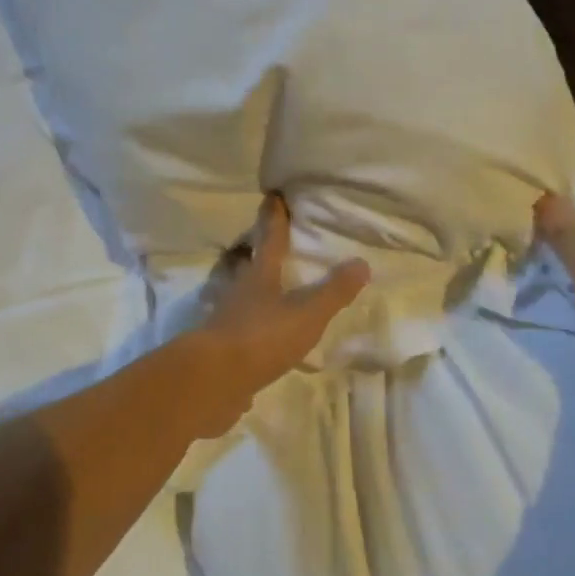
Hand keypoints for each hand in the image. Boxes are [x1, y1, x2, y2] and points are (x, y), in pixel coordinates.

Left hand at [177, 194, 369, 438]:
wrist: (212, 380)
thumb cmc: (261, 337)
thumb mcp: (306, 314)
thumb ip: (333, 291)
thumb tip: (362, 262)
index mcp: (260, 275)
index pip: (270, 238)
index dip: (274, 217)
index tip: (273, 196)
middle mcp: (239, 290)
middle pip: (250, 264)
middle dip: (260, 252)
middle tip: (270, 242)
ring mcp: (226, 319)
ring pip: (242, 295)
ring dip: (254, 290)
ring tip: (269, 290)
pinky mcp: (221, 348)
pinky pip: (239, 330)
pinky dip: (250, 328)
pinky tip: (260, 339)